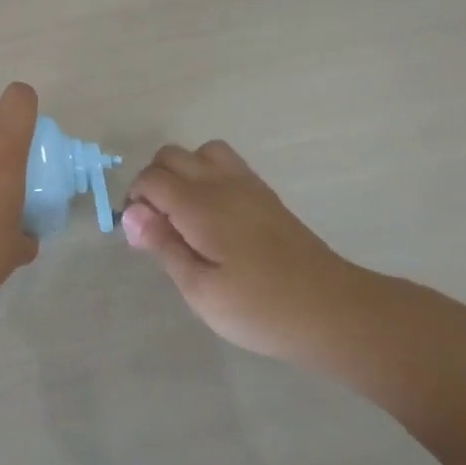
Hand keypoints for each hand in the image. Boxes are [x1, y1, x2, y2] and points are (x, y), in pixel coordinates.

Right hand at [122, 141, 369, 359]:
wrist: (334, 311)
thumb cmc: (260, 308)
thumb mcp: (200, 290)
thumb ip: (164, 246)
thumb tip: (131, 213)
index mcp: (201, 206)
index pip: (152, 178)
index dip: (135, 200)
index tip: (141, 235)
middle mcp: (223, 184)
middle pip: (172, 155)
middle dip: (153, 181)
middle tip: (159, 226)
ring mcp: (249, 186)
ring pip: (202, 153)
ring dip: (183, 173)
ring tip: (184, 214)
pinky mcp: (267, 197)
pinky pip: (227, 165)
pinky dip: (208, 177)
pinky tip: (213, 217)